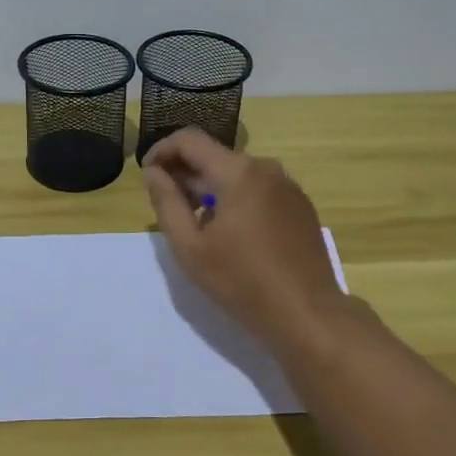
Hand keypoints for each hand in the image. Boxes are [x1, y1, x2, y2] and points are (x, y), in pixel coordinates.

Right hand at [142, 128, 346, 350]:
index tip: (147, 174)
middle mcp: (266, 169)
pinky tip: (230, 234)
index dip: (161, 150)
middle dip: (185, 173)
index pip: (190, 140)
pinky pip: (258, 190)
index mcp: (239, 172)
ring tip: (195, 223)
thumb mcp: (190, 247)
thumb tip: (153, 172)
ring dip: (209, 188)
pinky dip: (235, 199)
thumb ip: (166, 203)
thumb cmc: (242, 282)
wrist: (308, 315)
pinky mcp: (300, 206)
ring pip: (237, 174)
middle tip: (165, 204)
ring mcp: (288, 187)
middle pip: (215, 156)